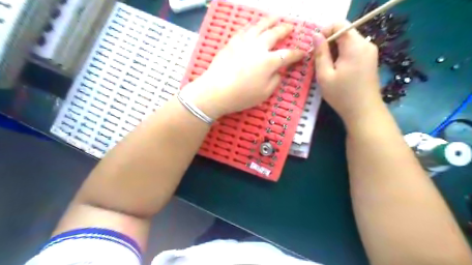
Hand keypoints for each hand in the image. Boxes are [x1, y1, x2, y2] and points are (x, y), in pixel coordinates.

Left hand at [181, 17, 302, 117]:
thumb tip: (278, 71)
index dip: (297, 53)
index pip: (287, 55)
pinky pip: (244, 29)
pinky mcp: (232, 42)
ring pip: (259, 26)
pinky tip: (253, 25)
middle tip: (290, 26)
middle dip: (284, 29)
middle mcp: (258, 47)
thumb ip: (275, 80)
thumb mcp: (265, 93)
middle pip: (274, 34)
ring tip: (275, 17)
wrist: (216, 91)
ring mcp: (244, 42)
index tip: (303, 52)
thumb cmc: (242, 96)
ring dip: (269, 20)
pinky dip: (251, 25)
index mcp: (269, 62)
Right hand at [313, 19, 382, 124]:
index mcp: (355, 45)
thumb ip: (320, 53)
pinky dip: (342, 56)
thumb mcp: (324, 75)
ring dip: (334, 51)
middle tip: (318, 62)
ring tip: (327, 69)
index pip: (339, 24)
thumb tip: (316, 35)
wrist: (364, 111)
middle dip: (328, 44)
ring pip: (347, 42)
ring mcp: (370, 52)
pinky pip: (353, 50)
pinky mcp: (370, 59)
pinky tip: (337, 71)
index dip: (324, 32)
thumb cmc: (342, 95)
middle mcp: (366, 44)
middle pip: (344, 32)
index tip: (316, 49)